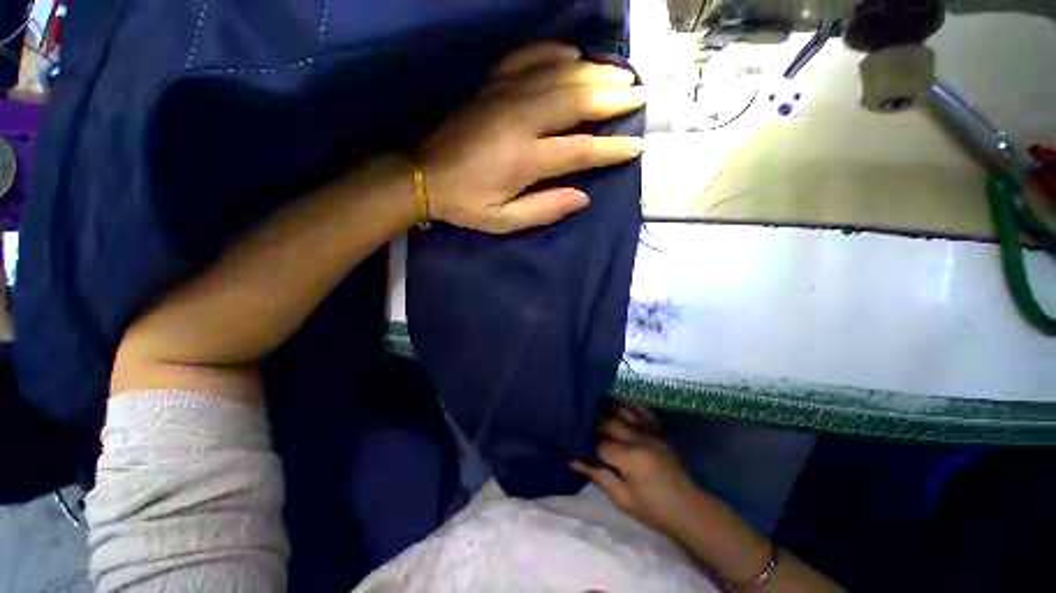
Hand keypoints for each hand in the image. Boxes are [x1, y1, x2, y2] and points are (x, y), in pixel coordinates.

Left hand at [421, 42, 645, 233]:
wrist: (423, 175)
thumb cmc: (465, 203)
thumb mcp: (503, 221)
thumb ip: (544, 209)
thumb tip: (583, 197)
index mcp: (523, 159)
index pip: (579, 150)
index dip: (610, 149)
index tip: (635, 146)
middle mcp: (519, 120)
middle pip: (575, 100)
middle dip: (611, 97)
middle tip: (638, 94)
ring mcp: (504, 95)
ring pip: (558, 74)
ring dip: (593, 72)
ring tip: (619, 74)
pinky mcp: (491, 85)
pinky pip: (528, 58)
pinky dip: (554, 53)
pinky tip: (572, 54)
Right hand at [571, 405, 699, 534]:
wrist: (689, 508)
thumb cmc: (653, 509)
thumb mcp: (622, 498)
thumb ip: (598, 475)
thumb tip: (572, 459)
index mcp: (629, 457)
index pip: (598, 442)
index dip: (583, 441)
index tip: (571, 440)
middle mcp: (638, 437)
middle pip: (607, 421)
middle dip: (590, 421)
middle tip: (576, 420)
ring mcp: (650, 430)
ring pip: (621, 410)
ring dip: (604, 407)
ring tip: (589, 406)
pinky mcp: (657, 429)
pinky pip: (640, 409)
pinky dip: (626, 404)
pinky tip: (615, 402)